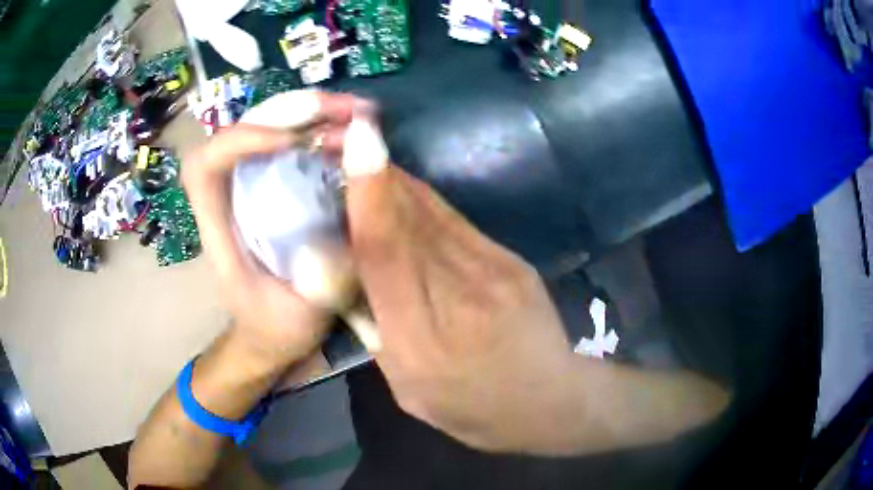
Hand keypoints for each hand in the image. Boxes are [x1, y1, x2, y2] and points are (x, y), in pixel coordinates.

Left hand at [181, 92, 356, 365]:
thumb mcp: (298, 317)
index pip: (207, 165)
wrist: (272, 334)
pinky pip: (293, 144)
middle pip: (243, 131)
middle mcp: (231, 196)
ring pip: (269, 129)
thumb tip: (349, 231)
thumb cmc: (275, 327)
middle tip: (349, 111)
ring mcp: (254, 186)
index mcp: (218, 227)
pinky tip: (355, 132)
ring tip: (360, 114)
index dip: (242, 140)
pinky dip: (322, 130)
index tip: (295, 142)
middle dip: (292, 112)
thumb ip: (318, 284)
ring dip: (313, 114)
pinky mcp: (278, 187)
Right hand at [341, 114, 577, 452]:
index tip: (357, 141)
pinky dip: (424, 202)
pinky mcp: (512, 261)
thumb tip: (357, 276)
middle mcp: (459, 294)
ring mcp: (494, 271)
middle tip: (344, 139)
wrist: (550, 400)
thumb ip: (380, 332)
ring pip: (433, 210)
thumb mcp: (408, 389)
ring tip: (367, 156)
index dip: (369, 193)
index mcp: (422, 339)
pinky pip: (456, 221)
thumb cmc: (471, 408)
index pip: (387, 252)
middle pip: (409, 218)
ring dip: (396, 181)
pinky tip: (406, 195)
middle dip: (375, 173)